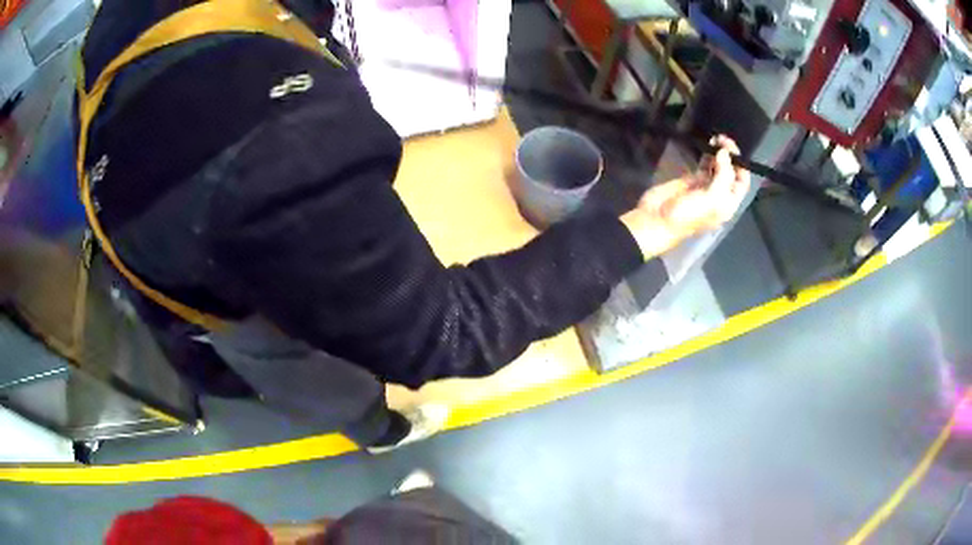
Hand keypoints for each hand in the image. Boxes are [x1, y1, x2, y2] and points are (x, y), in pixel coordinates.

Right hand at [621, 135, 749, 258]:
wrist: (658, 219)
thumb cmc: (688, 214)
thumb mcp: (712, 198)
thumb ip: (722, 175)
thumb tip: (724, 152)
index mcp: (728, 204)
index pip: (742, 183)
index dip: (742, 167)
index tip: (734, 150)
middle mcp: (720, 195)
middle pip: (731, 173)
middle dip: (730, 156)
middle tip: (724, 140)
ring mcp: (705, 187)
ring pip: (718, 166)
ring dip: (720, 153)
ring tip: (717, 138)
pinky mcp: (691, 180)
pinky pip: (704, 165)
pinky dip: (707, 155)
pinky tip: (708, 144)